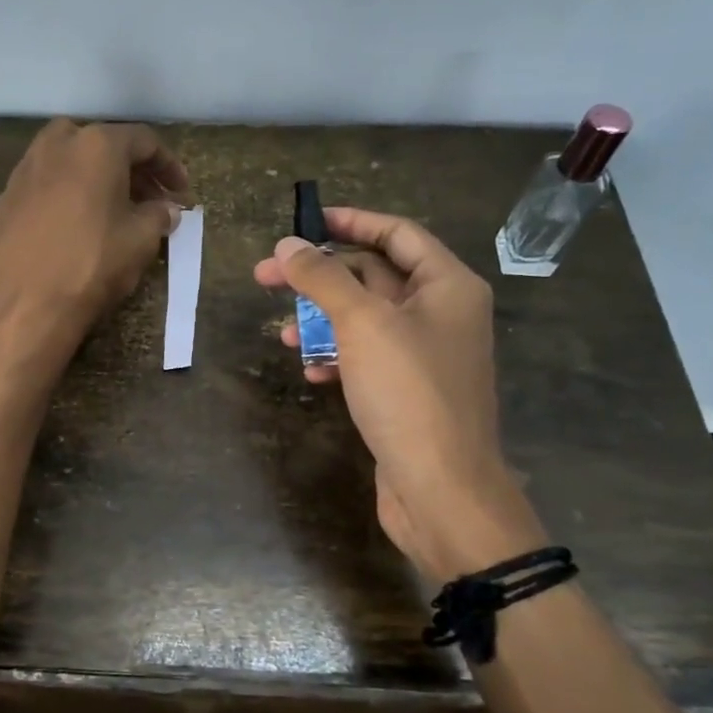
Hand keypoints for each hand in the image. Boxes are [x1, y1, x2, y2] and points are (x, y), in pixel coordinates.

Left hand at [0, 119, 187, 361]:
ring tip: (111, 209)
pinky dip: (64, 196)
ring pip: (66, 161)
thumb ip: (158, 215)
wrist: (25, 305)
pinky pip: (43, 187)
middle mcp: (55, 146)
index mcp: (96, 145)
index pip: (143, 141)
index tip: (181, 191)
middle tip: (148, 197)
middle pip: (100, 143)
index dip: (168, 165)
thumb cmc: (92, 264)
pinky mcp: (4, 200)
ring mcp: (23, 171)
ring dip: (93, 178)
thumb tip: (166, 210)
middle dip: (128, 167)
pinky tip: (73, 225)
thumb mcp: (141, 240)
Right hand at [254, 208, 544, 583]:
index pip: (396, 234)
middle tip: (266, 277)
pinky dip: (336, 357)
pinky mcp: (406, 391)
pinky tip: (311, 371)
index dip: (350, 222)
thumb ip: (323, 278)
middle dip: (320, 276)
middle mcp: (441, 313)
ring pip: (364, 320)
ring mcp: (424, 355)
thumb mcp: (362, 324)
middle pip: (374, 276)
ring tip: (282, 333)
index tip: (304, 222)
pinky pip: (366, 358)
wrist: (442, 489)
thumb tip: (287, 244)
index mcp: (447, 286)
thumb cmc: (408, 393)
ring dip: (321, 320)